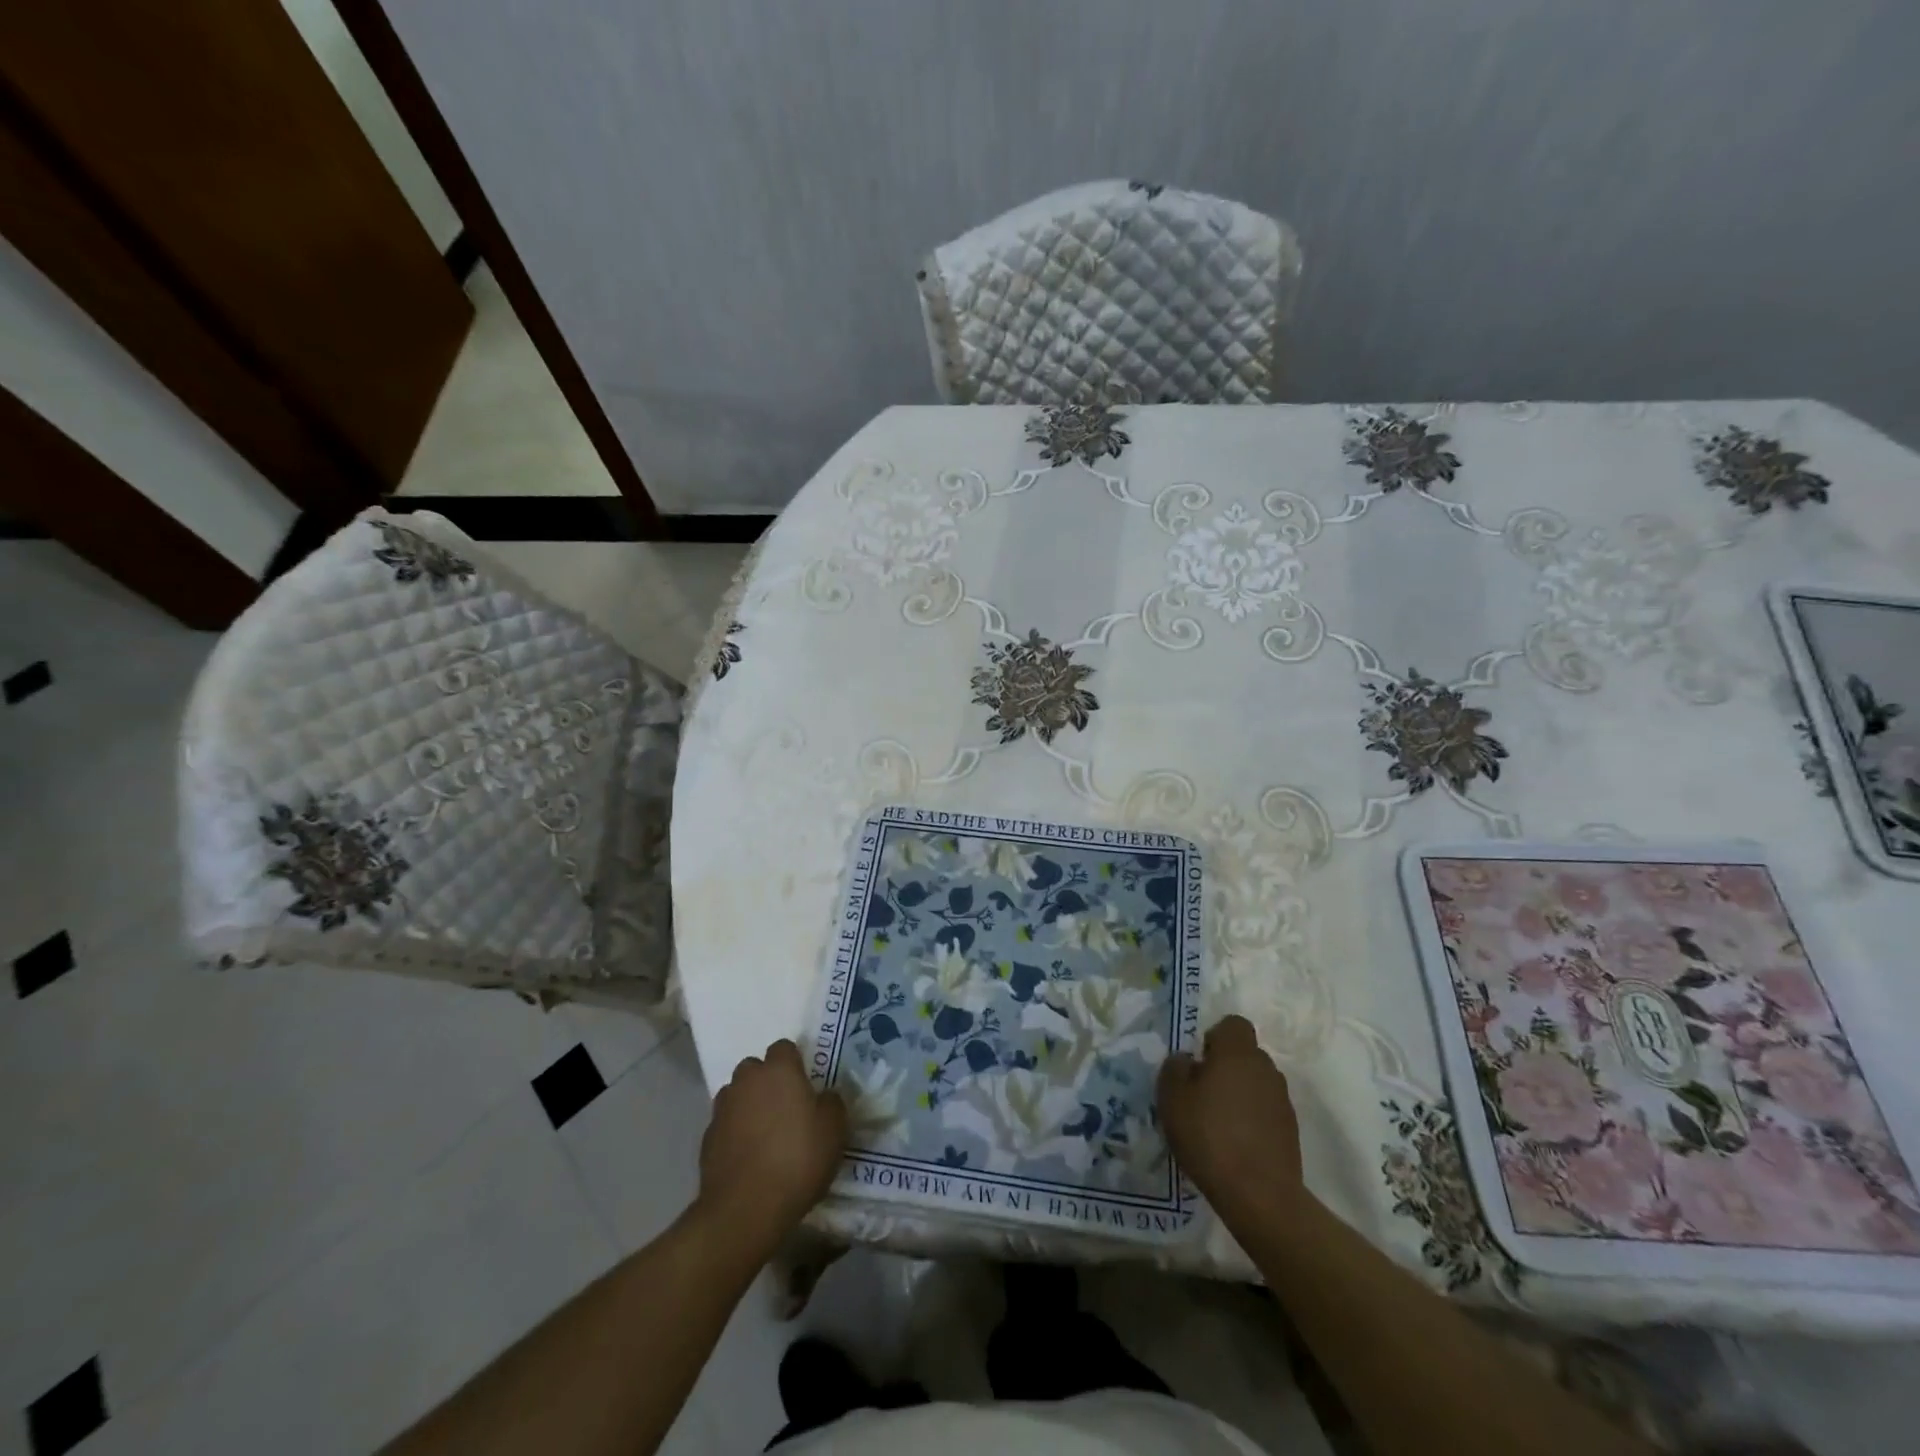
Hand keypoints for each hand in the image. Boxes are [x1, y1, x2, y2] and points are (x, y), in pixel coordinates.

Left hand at [697, 1040, 846, 1255]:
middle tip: (786, 1108)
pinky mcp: (707, 1139)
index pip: (784, 1047)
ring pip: (737, 1094)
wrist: (745, 1208)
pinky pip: (725, 1124)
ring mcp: (722, 1109)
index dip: (795, 1063)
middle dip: (767, 1081)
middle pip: (755, 1068)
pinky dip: (735, 1132)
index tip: (805, 1085)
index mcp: (778, 1070)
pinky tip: (748, 1156)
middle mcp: (747, 1081)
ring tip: (765, 1133)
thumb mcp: (834, 1130)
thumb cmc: (797, 1160)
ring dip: (748, 1105)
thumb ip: (831, 1103)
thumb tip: (824, 1096)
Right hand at [1158, 1015, 1305, 1224]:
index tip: (1199, 1062)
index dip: (1215, 1037)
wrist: (1260, 1196)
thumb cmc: (1209, 1136)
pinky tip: (1235, 1144)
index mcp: (1238, 1053)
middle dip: (1225, 1067)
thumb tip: (1187, 1060)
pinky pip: (1266, 1110)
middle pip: (1245, 1054)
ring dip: (1240, 1094)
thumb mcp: (1172, 1097)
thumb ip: (1175, 1067)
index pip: (1233, 1024)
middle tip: (1202, 1094)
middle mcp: (1266, 1068)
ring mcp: (1283, 1100)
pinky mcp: (1291, 1131)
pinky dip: (1252, 1119)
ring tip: (1218, 1123)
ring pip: (1256, 1083)